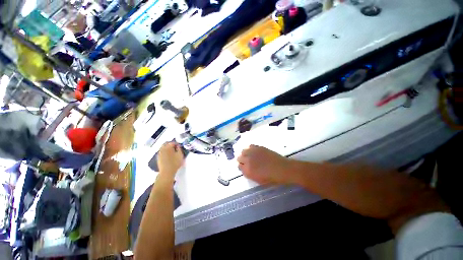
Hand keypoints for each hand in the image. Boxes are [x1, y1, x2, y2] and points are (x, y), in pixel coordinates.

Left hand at [157, 142, 184, 177]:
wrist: (167, 172)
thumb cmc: (175, 163)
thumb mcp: (180, 155)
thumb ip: (179, 149)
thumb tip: (178, 146)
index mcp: (168, 147)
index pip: (172, 142)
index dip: (177, 144)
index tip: (179, 146)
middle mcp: (162, 149)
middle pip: (166, 144)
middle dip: (171, 144)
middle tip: (176, 148)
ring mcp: (159, 153)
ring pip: (163, 147)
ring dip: (167, 148)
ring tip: (172, 152)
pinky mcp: (158, 158)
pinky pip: (162, 152)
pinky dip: (165, 152)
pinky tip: (168, 155)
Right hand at [237, 145, 291, 184]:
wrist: (282, 169)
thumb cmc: (271, 178)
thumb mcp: (258, 180)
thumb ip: (249, 174)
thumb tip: (246, 169)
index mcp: (247, 170)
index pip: (239, 167)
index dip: (242, 167)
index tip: (245, 167)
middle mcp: (248, 160)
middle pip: (239, 158)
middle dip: (242, 160)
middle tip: (247, 162)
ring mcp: (253, 153)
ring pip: (243, 151)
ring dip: (245, 154)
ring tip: (251, 156)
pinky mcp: (258, 147)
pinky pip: (250, 146)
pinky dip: (251, 149)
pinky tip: (255, 152)